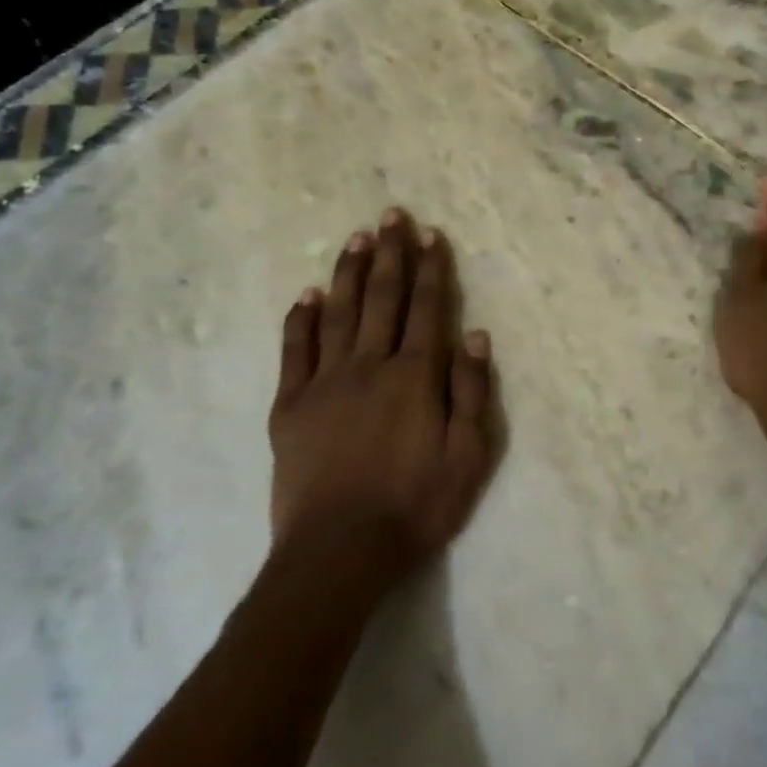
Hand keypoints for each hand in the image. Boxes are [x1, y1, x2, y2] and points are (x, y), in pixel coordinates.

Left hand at [268, 208, 496, 593]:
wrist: (339, 552)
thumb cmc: (416, 505)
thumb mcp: (468, 456)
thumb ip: (471, 391)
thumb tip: (474, 334)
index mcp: (415, 376)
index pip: (427, 308)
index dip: (431, 269)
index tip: (431, 235)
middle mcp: (370, 365)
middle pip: (382, 298)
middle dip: (390, 254)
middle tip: (391, 215)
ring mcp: (325, 383)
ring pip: (339, 313)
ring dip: (348, 272)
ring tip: (356, 238)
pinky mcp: (291, 405)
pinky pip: (295, 350)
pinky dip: (301, 319)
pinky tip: (307, 296)